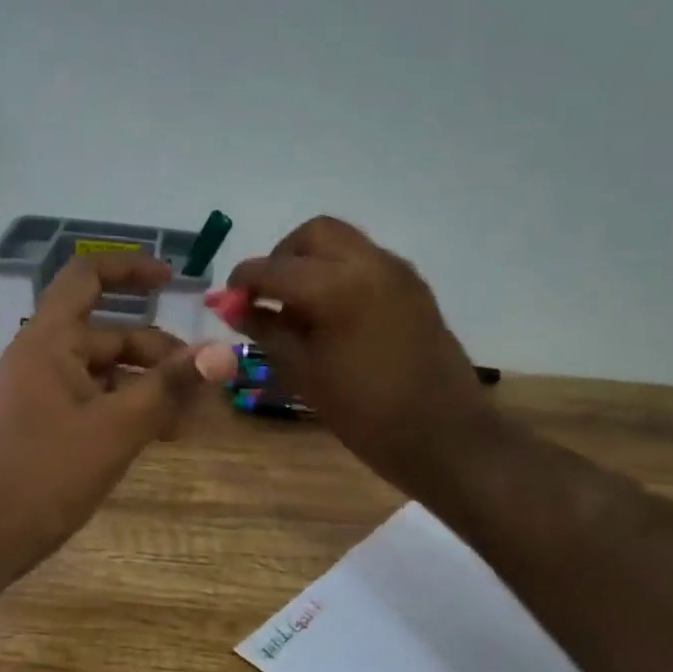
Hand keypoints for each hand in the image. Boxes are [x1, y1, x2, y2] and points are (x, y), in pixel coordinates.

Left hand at [0, 253, 236, 586]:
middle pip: (112, 335)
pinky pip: (96, 401)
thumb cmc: (45, 474)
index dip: (131, 269)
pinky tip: (161, 435)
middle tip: (203, 386)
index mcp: (50, 340)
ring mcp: (43, 391)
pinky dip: (128, 409)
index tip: (173, 280)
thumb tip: (225, 351)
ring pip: (108, 373)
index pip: (88, 276)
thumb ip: (171, 387)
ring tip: (190, 418)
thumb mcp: (117, 428)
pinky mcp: (46, 423)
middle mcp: (44, 356)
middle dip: (160, 355)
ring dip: (150, 387)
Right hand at [226, 217, 495, 494]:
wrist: (443, 436)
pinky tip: (333, 315)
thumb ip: (266, 330)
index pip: (273, 268)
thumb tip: (233, 306)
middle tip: (269, 296)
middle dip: (282, 257)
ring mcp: (397, 272)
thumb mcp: (304, 373)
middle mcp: (369, 264)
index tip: (229, 301)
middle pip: (313, 235)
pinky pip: (366, 261)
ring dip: (313, 262)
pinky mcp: (414, 287)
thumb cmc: (365, 413)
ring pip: (343, 243)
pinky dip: (340, 273)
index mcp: (336, 287)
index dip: (243, 281)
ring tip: (301, 308)